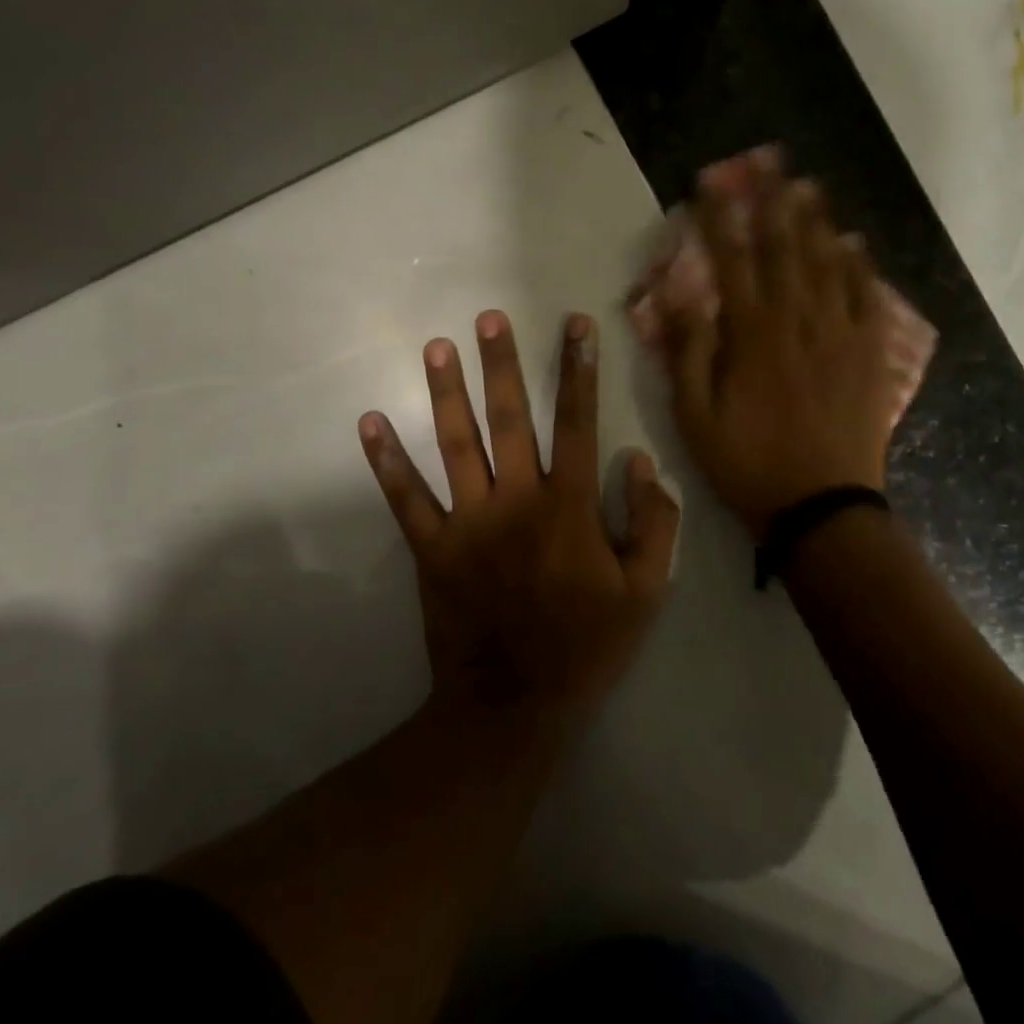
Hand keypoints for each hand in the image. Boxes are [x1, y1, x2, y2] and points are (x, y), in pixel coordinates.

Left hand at [359, 311, 681, 731]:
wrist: (515, 705)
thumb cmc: (587, 646)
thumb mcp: (646, 591)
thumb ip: (654, 523)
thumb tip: (639, 460)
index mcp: (568, 507)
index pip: (576, 423)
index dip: (578, 371)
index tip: (575, 326)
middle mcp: (516, 501)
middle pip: (508, 419)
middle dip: (501, 364)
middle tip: (488, 317)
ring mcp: (468, 522)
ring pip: (455, 445)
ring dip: (445, 393)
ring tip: (435, 347)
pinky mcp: (432, 549)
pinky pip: (405, 499)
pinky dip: (386, 462)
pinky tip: (370, 423)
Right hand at [665, 154, 895, 539]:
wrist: (822, 507)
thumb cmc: (748, 465)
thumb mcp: (695, 419)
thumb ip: (689, 353)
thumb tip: (681, 295)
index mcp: (752, 337)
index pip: (732, 263)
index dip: (719, 220)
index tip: (711, 184)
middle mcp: (798, 323)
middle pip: (783, 250)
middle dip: (772, 202)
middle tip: (768, 162)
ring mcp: (840, 336)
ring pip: (827, 265)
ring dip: (815, 222)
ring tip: (807, 185)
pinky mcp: (869, 356)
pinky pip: (867, 300)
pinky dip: (860, 267)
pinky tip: (854, 243)